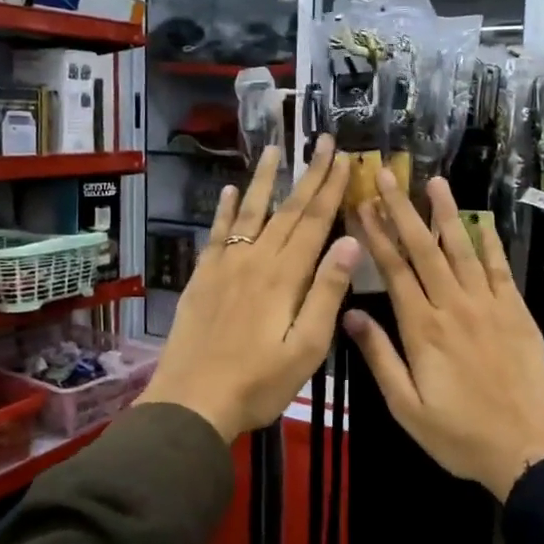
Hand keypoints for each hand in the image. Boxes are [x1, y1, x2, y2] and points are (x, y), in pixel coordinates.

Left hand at [138, 137, 358, 440]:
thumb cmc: (259, 383)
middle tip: (323, 141)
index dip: (331, 189)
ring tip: (274, 149)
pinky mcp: (202, 277)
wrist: (192, 402)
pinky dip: (226, 210)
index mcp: (285, 277)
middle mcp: (255, 260)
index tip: (344, 158)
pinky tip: (231, 190)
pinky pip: (217, 233)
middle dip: (309, 174)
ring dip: (265, 179)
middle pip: (287, 210)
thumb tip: (352, 243)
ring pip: (250, 212)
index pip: (314, 222)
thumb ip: (327, 293)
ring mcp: (225, 265)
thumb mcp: (306, 348)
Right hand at [345, 170, 543, 500]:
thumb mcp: (407, 407)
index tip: (361, 206)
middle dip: (402, 210)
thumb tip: (350, 313)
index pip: (394, 270)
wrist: (531, 448)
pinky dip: (489, 242)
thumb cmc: (461, 435)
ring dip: (446, 214)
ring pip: (462, 250)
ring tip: (434, 182)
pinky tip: (480, 220)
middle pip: (423, 250)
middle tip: (387, 176)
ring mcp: (489, 305)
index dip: (376, 235)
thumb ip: (380, 357)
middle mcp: (454, 306)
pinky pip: (500, 268)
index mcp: (423, 329)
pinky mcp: (516, 311)